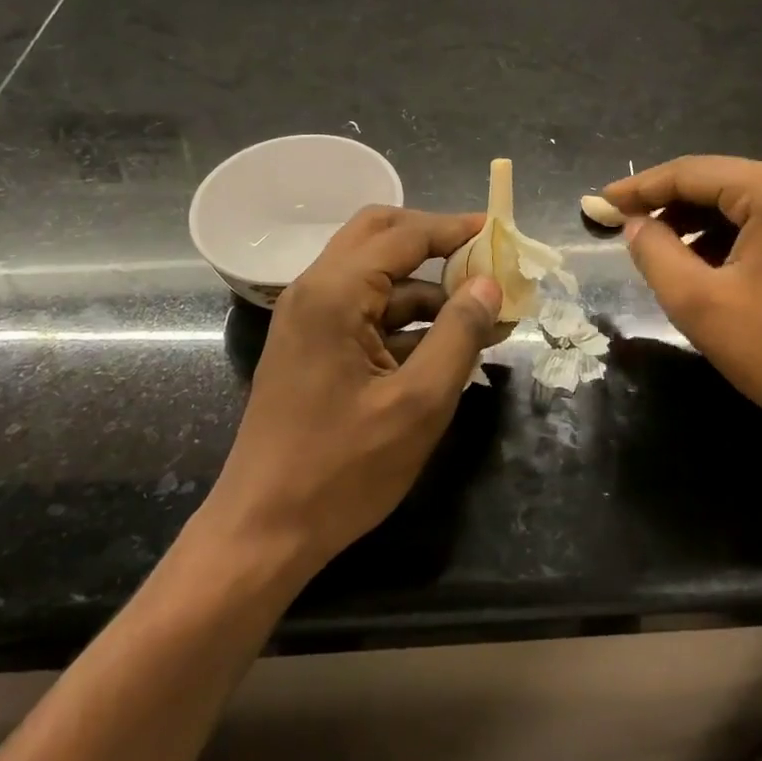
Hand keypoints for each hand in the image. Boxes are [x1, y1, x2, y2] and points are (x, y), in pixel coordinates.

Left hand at [202, 206, 503, 576]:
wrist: (264, 532)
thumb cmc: (343, 469)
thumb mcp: (419, 404)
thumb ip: (459, 334)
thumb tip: (489, 284)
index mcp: (334, 293)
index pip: (404, 235)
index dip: (454, 228)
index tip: (498, 231)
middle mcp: (315, 290)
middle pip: (380, 236)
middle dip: (433, 240)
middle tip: (480, 258)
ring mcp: (310, 318)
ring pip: (375, 274)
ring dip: (426, 286)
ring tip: (480, 314)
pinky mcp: (313, 345)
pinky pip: (365, 309)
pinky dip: (406, 317)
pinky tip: (446, 345)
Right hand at [603, 156, 761, 432]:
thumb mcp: (699, 302)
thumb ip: (654, 251)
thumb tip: (634, 224)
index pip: (691, 173)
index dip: (640, 188)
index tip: (601, 204)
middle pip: (718, 182)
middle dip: (668, 205)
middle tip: (624, 229)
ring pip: (741, 201)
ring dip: (697, 222)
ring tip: (659, 251)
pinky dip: (729, 236)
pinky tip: (705, 264)